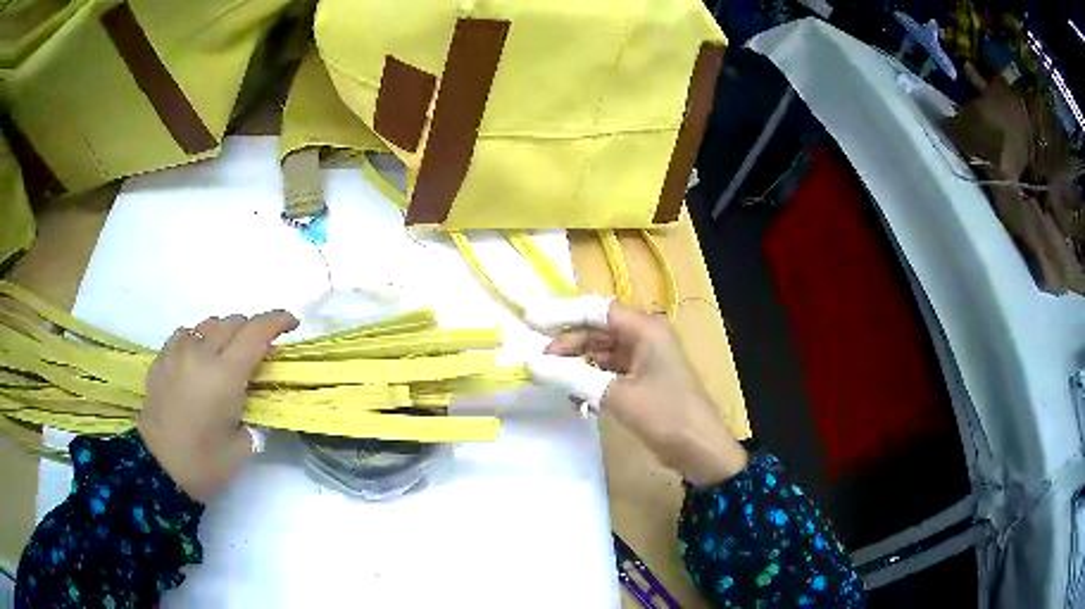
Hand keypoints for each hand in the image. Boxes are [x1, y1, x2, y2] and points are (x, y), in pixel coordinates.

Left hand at [138, 311, 297, 503]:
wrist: (158, 470)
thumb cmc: (205, 464)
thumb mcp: (243, 446)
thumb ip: (256, 417)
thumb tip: (259, 403)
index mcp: (225, 374)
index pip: (256, 331)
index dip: (278, 321)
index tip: (292, 325)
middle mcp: (201, 353)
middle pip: (233, 322)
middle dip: (252, 330)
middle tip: (260, 354)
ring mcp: (177, 353)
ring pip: (208, 324)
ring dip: (226, 333)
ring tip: (228, 355)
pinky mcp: (162, 360)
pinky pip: (185, 335)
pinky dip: (199, 339)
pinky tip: (199, 358)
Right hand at [537, 301, 746, 485]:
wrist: (700, 450)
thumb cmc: (665, 415)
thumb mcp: (616, 396)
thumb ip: (573, 377)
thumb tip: (532, 365)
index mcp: (645, 329)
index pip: (596, 310)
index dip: (561, 313)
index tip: (530, 322)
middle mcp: (645, 336)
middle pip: (597, 330)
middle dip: (567, 345)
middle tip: (539, 364)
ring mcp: (645, 358)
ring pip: (601, 352)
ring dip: (577, 366)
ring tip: (553, 384)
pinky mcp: (642, 379)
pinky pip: (609, 372)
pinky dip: (591, 381)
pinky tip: (576, 400)